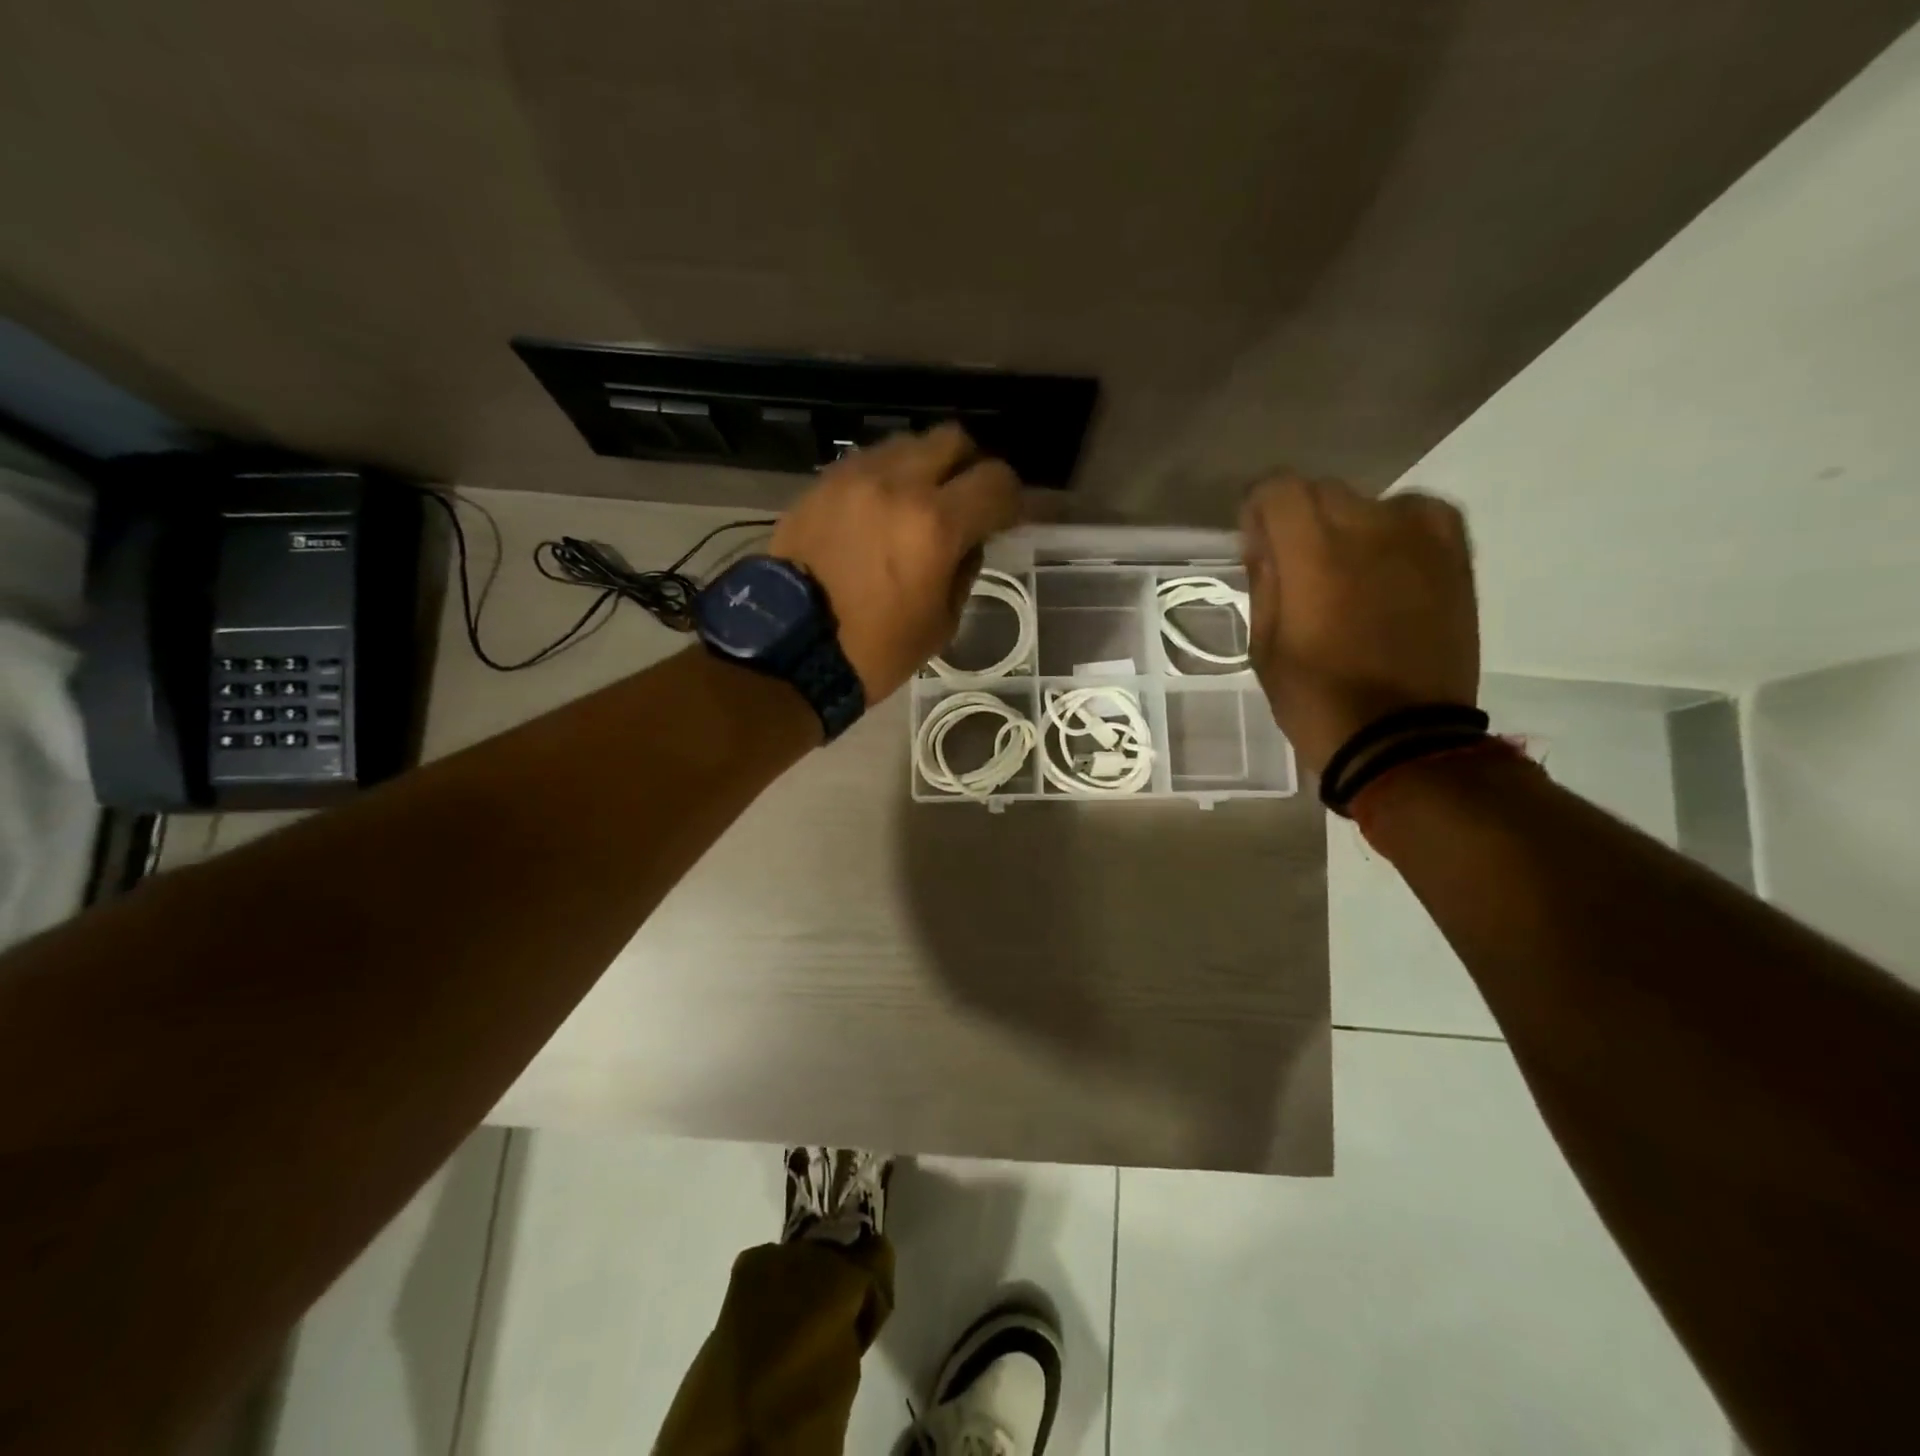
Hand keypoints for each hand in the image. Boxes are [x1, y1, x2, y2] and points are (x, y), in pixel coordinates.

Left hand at [772, 424, 1021, 701]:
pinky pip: (868, 462)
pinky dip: (886, 479)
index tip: (1007, 517)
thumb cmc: (874, 650)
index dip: (1012, 498)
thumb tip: (968, 540)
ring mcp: (854, 477)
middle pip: (953, 439)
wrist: (789, 650)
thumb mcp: (940, 623)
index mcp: (936, 525)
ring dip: (925, 467)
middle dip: (969, 466)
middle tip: (965, 500)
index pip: (996, 481)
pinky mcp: (822, 484)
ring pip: (907, 444)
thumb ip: (964, 569)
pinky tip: (879, 512)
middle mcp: (898, 485)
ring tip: (918, 505)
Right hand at [1240, 473, 1478, 774]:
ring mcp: (1420, 540)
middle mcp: (1369, 529)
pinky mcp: (1455, 558)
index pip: (1279, 490)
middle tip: (1293, 561)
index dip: (1257, 508)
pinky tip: (1388, 558)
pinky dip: (1397, 525)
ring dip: (1346, 524)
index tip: (1253, 540)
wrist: (1401, 738)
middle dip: (1298, 517)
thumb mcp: (1265, 647)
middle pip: (1322, 490)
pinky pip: (1422, 514)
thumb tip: (1266, 545)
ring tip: (1344, 566)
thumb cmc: (1316, 698)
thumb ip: (1265, 583)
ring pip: (1371, 501)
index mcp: (1314, 554)